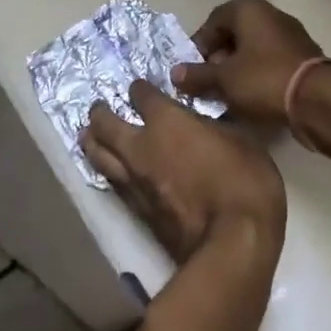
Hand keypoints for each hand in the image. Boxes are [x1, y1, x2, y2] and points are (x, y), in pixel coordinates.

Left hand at [82, 80, 285, 265]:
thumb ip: (215, 128)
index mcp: (168, 122)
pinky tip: (108, 171)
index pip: (143, 96)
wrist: (230, 243)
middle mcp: (141, 147)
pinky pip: (113, 183)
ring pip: (100, 156)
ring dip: (92, 143)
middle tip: (97, 108)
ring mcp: (134, 182)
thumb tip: (204, 126)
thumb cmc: (243, 182)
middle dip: (101, 114)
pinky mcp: (137, 211)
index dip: (140, 89)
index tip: (139, 88)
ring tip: (86, 135)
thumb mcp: (242, 141)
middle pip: (107, 125)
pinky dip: (106, 172)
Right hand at [172, 0, 323, 127]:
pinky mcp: (303, 59)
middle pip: (235, 34)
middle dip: (218, 58)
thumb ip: (197, 75)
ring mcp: (291, 37)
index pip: (215, 19)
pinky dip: (257, 77)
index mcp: (250, 11)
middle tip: (208, 82)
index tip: (192, 67)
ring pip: (254, 50)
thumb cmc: (264, 80)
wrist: (318, 100)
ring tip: (226, 95)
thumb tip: (175, 74)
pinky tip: (250, 99)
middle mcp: (272, 17)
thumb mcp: (224, 80)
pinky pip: (271, 63)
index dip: (200, 42)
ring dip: (238, 70)